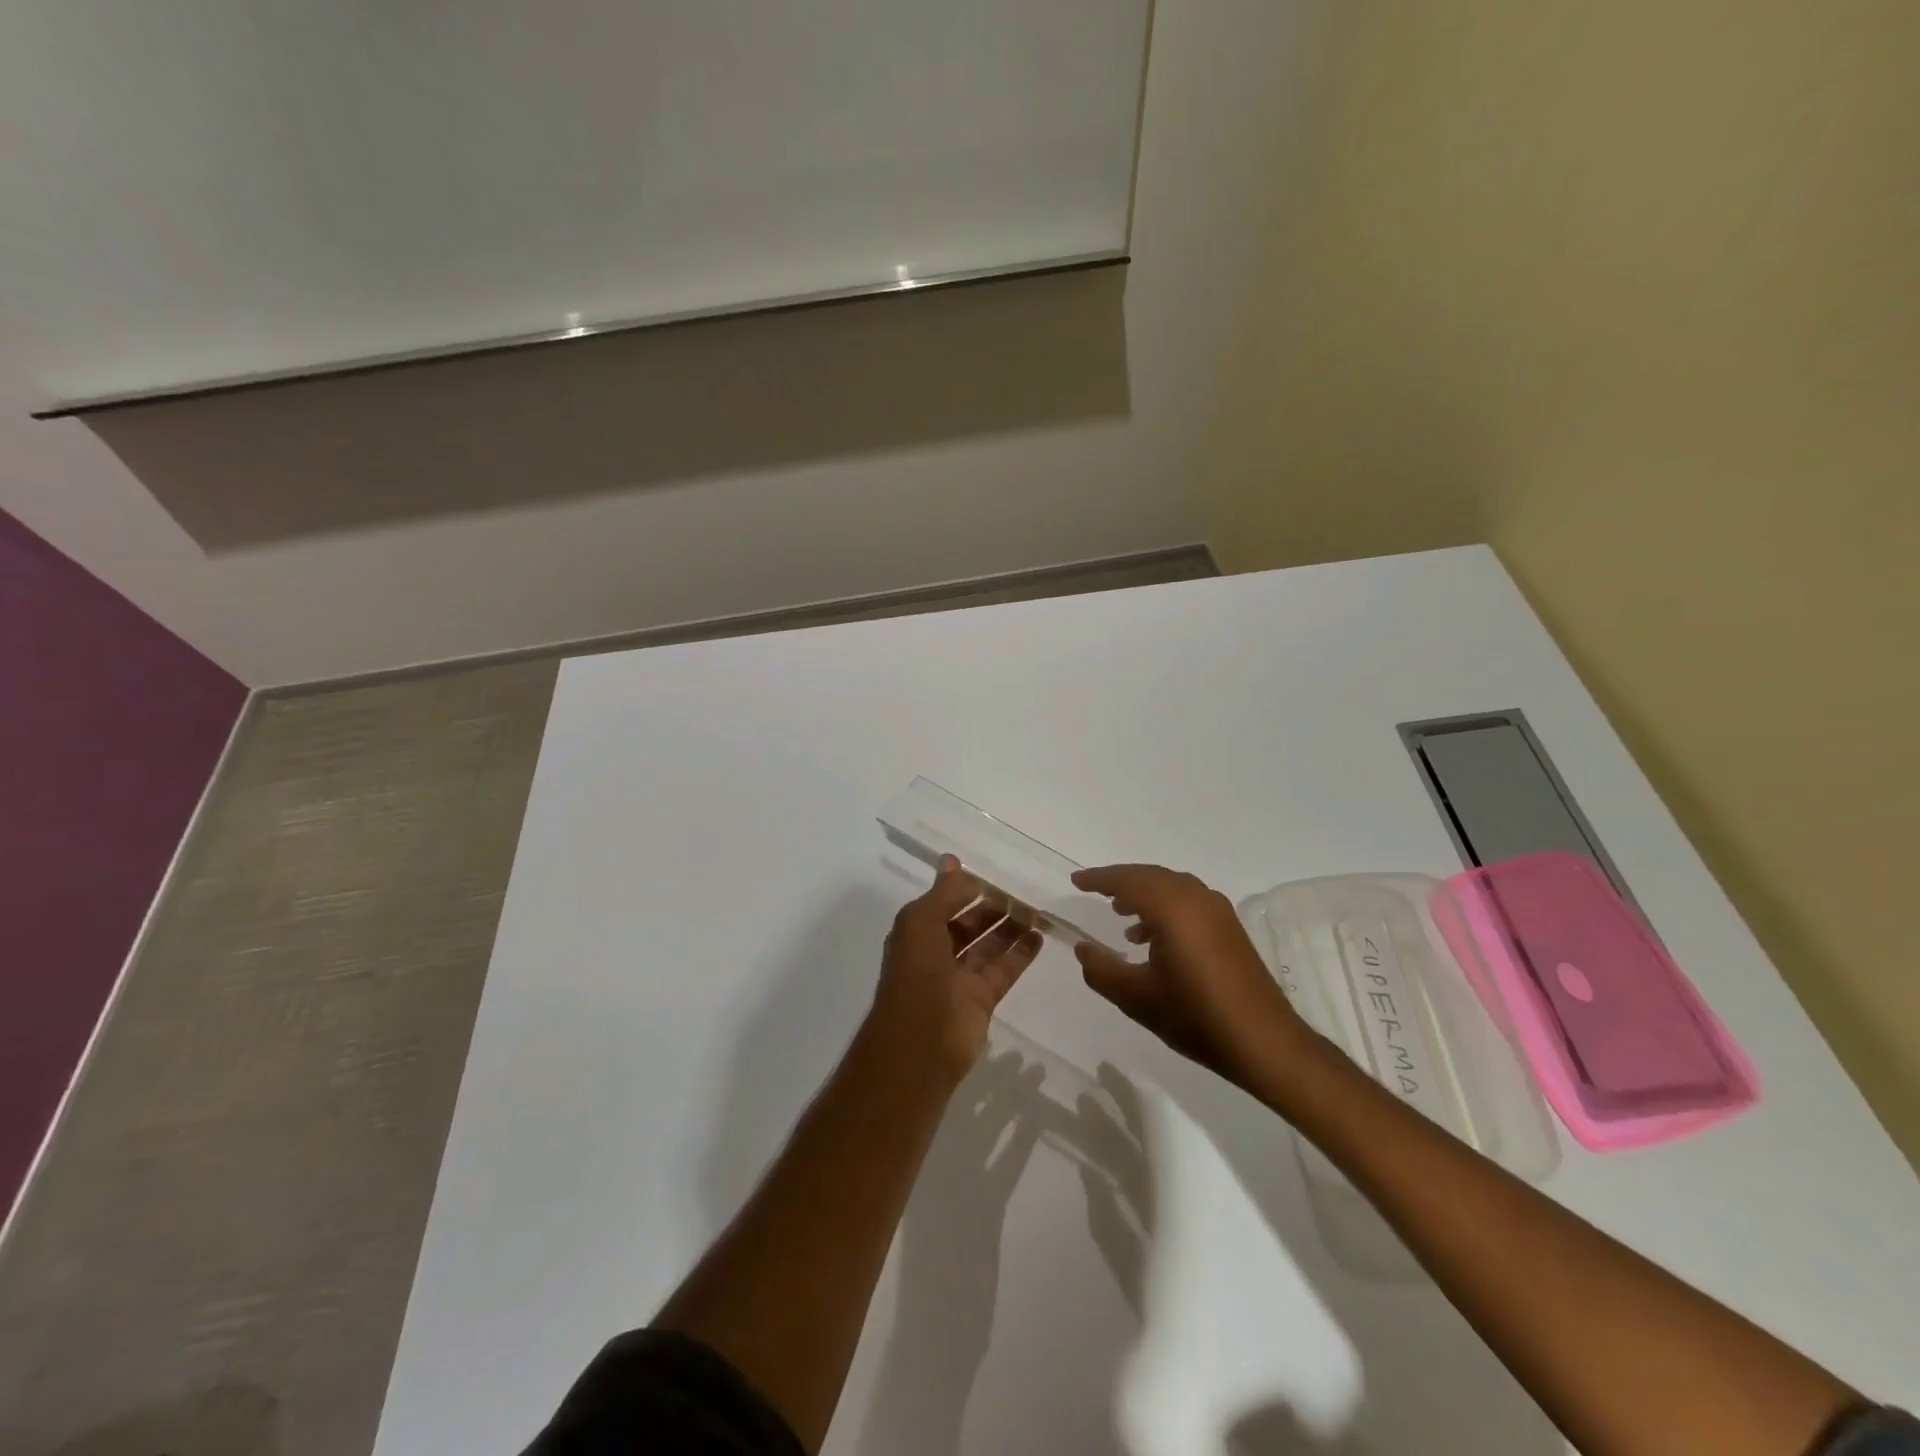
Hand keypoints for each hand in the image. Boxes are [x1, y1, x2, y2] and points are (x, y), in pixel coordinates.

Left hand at [868, 857, 1044, 1084]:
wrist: (920, 1044)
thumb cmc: (916, 974)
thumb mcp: (922, 923)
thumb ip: (943, 893)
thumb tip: (952, 860)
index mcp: (918, 933)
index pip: (945, 904)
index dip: (966, 890)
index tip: (994, 876)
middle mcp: (937, 953)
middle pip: (969, 924)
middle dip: (992, 909)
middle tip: (1023, 894)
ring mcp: (961, 978)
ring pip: (989, 946)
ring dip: (1010, 928)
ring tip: (1038, 910)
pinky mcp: (982, 999)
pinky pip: (1004, 969)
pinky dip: (1021, 953)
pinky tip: (1040, 937)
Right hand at [1070, 864, 1308, 1089]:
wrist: (1264, 1042)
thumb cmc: (1195, 1016)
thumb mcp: (1136, 998)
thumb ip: (1101, 970)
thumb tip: (1082, 948)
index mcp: (1172, 908)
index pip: (1127, 881)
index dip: (1099, 879)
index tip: (1076, 881)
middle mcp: (1196, 899)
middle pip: (1151, 876)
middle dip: (1121, 881)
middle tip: (1095, 891)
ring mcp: (1218, 911)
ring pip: (1172, 887)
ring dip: (1144, 893)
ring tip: (1120, 914)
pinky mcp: (1230, 927)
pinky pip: (1189, 900)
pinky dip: (1165, 906)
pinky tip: (1154, 938)